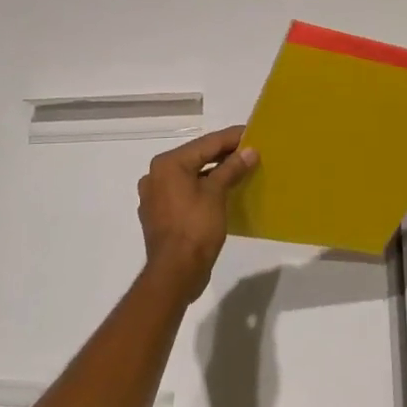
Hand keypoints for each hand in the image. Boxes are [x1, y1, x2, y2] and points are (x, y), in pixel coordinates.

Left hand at [136, 125, 256, 302]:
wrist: (175, 273)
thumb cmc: (195, 228)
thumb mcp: (216, 194)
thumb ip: (231, 168)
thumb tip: (249, 151)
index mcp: (168, 164)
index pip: (206, 143)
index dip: (231, 138)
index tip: (252, 132)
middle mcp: (156, 175)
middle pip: (196, 157)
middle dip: (223, 155)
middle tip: (250, 151)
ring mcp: (155, 196)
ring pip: (190, 175)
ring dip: (213, 172)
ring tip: (239, 170)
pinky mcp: (160, 214)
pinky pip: (184, 192)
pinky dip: (202, 189)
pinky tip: (220, 192)